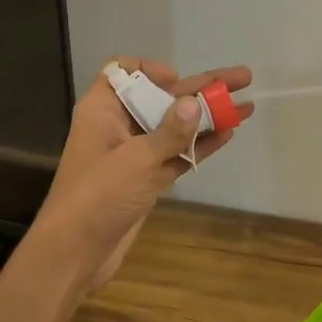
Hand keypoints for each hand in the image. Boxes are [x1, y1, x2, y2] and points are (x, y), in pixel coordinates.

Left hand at [29, 58, 253, 293]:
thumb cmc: (99, 195)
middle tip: (242, 78)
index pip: (123, 72)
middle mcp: (118, 126)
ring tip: (245, 106)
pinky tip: (228, 134)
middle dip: (201, 87)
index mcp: (104, 109)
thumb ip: (170, 132)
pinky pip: (177, 154)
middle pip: (162, 97)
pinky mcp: (146, 179)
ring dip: (208, 116)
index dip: (150, 70)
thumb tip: (194, 103)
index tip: (176, 79)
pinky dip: (200, 145)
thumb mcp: (137, 159)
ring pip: (175, 127)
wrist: (76, 252)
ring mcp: (134, 154)